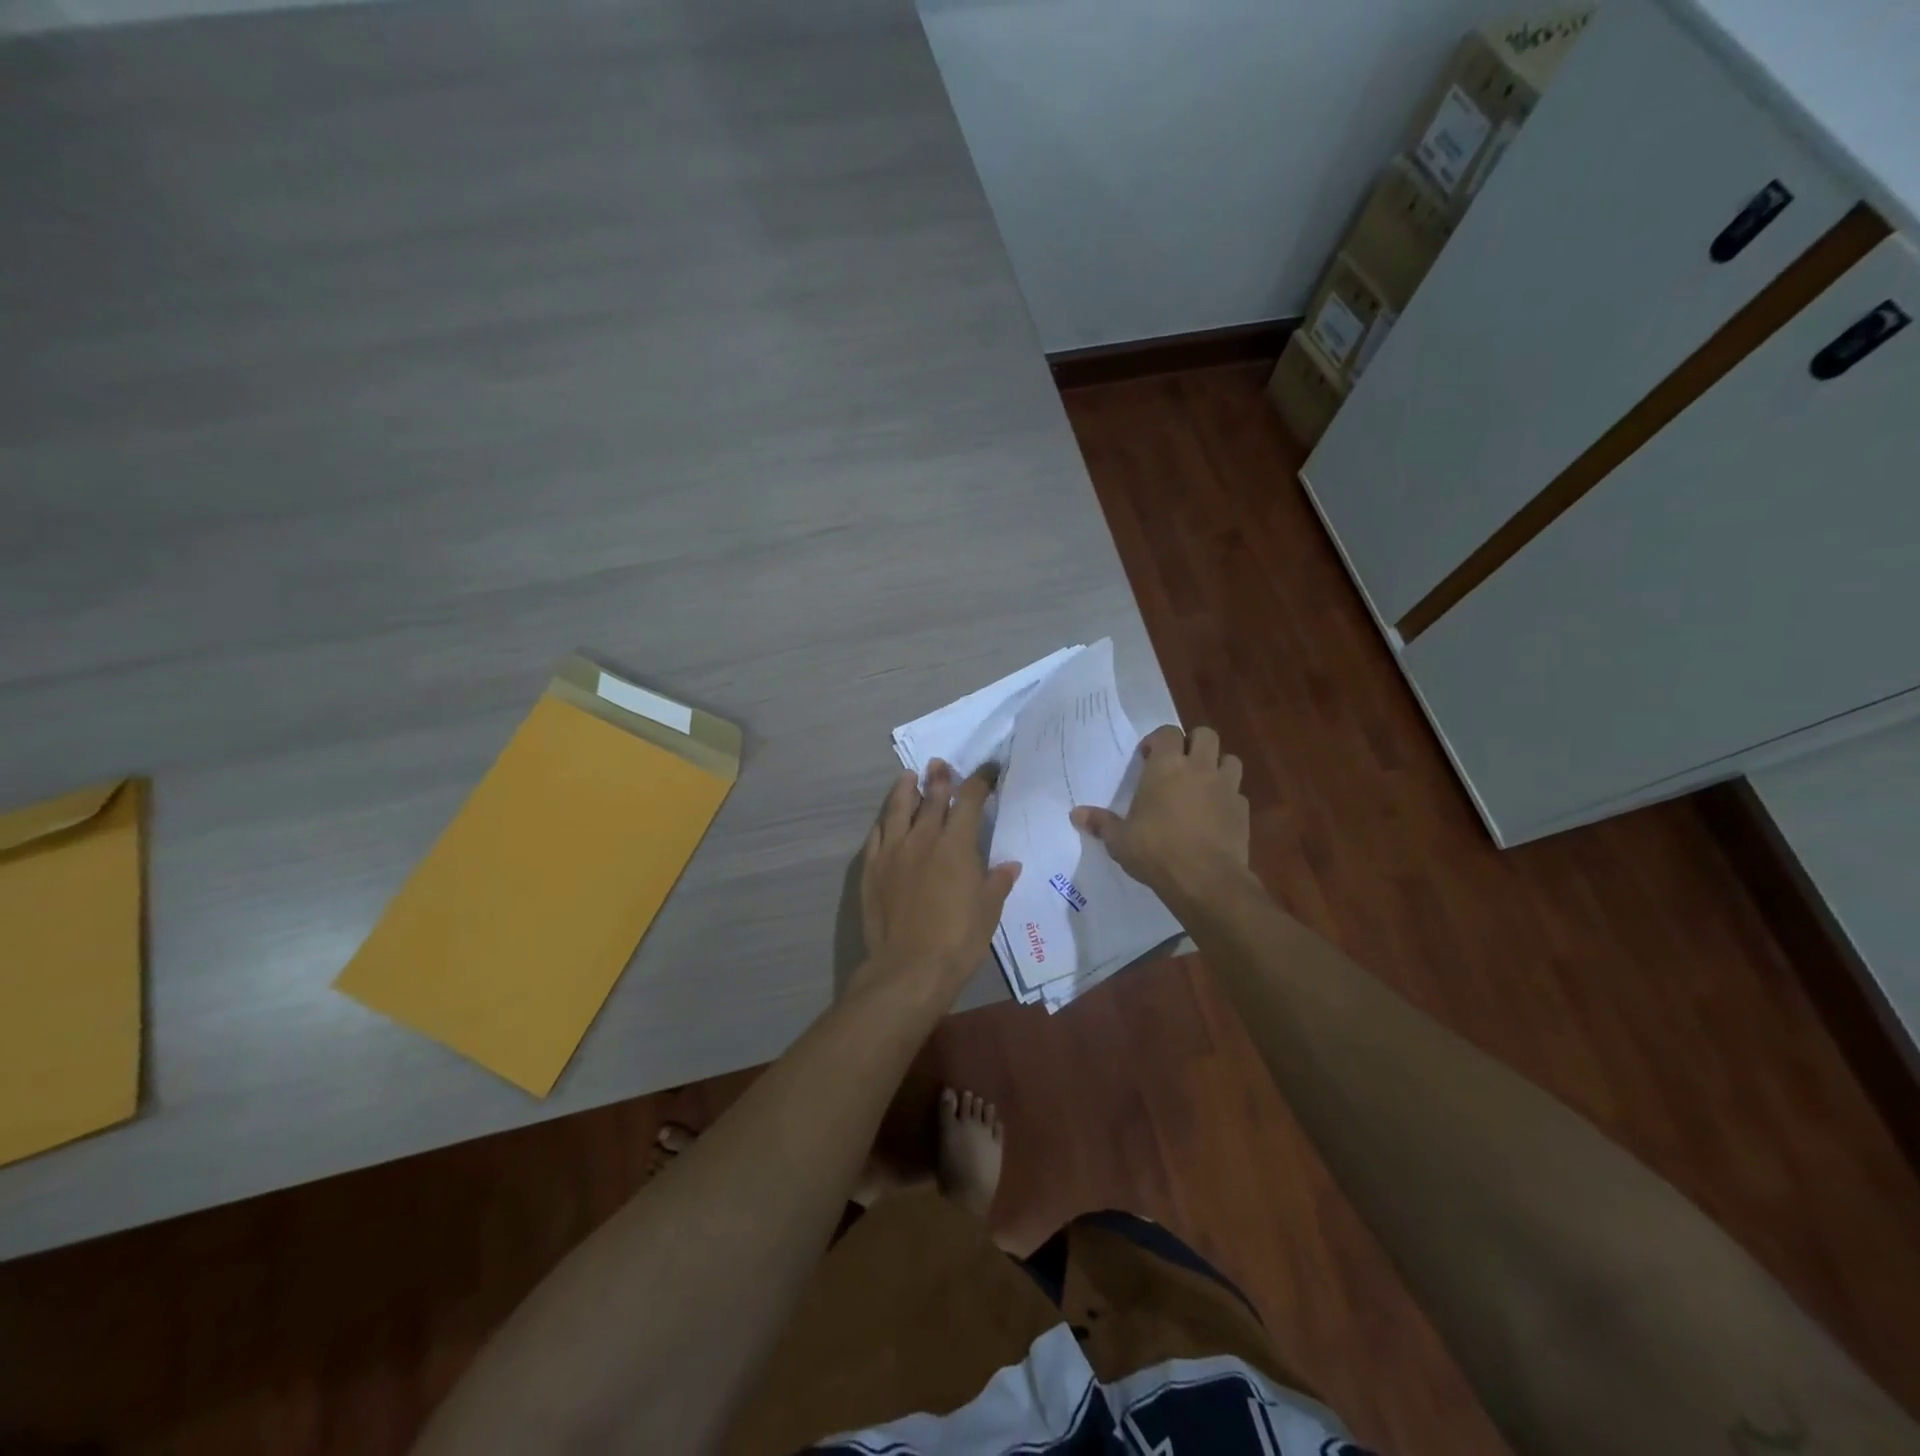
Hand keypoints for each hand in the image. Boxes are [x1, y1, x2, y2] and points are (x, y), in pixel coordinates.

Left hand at [859, 760, 1021, 998]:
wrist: (909, 968)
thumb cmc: (958, 940)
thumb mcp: (988, 912)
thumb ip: (997, 883)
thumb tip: (1009, 865)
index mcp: (956, 845)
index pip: (970, 801)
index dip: (980, 781)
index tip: (988, 770)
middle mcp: (923, 838)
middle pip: (931, 798)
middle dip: (939, 779)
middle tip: (940, 765)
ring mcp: (893, 851)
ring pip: (898, 810)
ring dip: (905, 790)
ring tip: (908, 777)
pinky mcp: (872, 869)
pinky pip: (877, 835)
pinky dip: (884, 822)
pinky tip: (886, 819)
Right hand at [1070, 725, 1250, 910]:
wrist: (1205, 879)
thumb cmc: (1155, 851)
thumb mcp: (1119, 840)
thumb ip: (1100, 823)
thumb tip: (1076, 814)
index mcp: (1167, 766)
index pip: (1168, 732)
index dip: (1158, 740)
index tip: (1147, 757)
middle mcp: (1199, 768)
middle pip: (1205, 735)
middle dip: (1193, 744)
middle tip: (1178, 764)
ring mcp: (1226, 788)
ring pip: (1230, 760)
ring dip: (1217, 766)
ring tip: (1202, 785)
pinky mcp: (1243, 811)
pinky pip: (1238, 794)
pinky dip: (1228, 798)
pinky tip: (1215, 815)